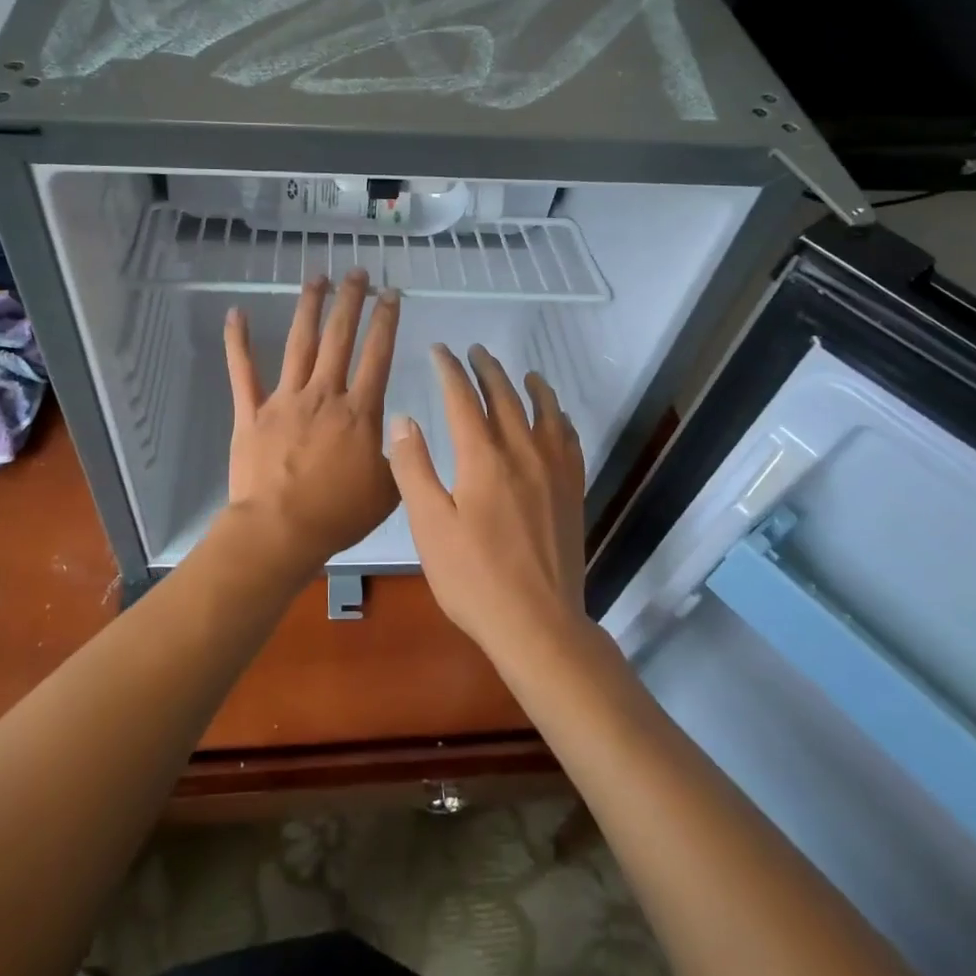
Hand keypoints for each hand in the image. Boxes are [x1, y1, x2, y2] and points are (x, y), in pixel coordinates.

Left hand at [222, 270, 401, 581]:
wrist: (280, 531)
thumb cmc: (337, 514)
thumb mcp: (389, 490)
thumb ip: (400, 456)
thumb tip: (405, 431)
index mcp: (359, 411)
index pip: (377, 355)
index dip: (386, 321)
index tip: (391, 294)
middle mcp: (323, 394)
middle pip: (339, 337)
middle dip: (350, 301)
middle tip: (357, 273)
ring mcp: (284, 399)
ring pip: (299, 344)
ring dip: (309, 308)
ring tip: (317, 278)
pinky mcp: (251, 411)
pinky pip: (243, 371)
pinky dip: (237, 341)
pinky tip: (234, 313)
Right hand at [388, 345, 588, 665]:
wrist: (538, 624)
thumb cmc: (473, 577)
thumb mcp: (429, 525)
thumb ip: (414, 468)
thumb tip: (404, 419)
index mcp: (483, 458)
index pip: (463, 399)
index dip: (449, 370)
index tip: (440, 351)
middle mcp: (522, 453)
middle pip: (505, 397)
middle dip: (487, 370)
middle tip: (475, 351)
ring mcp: (553, 472)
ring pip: (544, 413)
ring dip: (530, 387)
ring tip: (523, 372)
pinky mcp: (572, 492)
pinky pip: (569, 442)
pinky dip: (560, 420)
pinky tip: (557, 419)